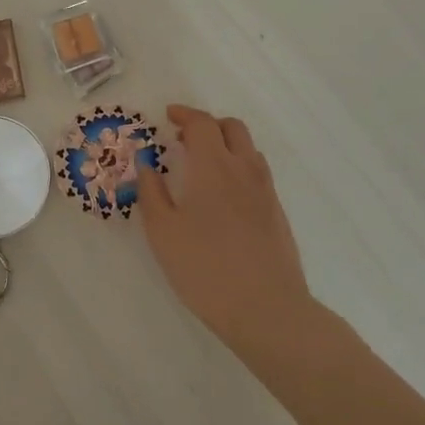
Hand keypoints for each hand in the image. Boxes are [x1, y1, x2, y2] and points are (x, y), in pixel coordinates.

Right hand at [137, 105, 314, 355]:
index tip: (168, 117)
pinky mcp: (277, 213)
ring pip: (248, 149)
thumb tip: (146, 163)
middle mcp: (243, 169)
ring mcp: (265, 191)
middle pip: (231, 128)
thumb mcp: (163, 232)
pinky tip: (224, 196)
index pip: (202, 124)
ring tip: (203, 166)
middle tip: (184, 140)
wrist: (267, 309)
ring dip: (225, 145)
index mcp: (213, 166)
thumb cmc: (205, 268)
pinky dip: (238, 168)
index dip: (184, 115)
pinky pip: (257, 173)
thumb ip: (151, 192)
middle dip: (207, 125)